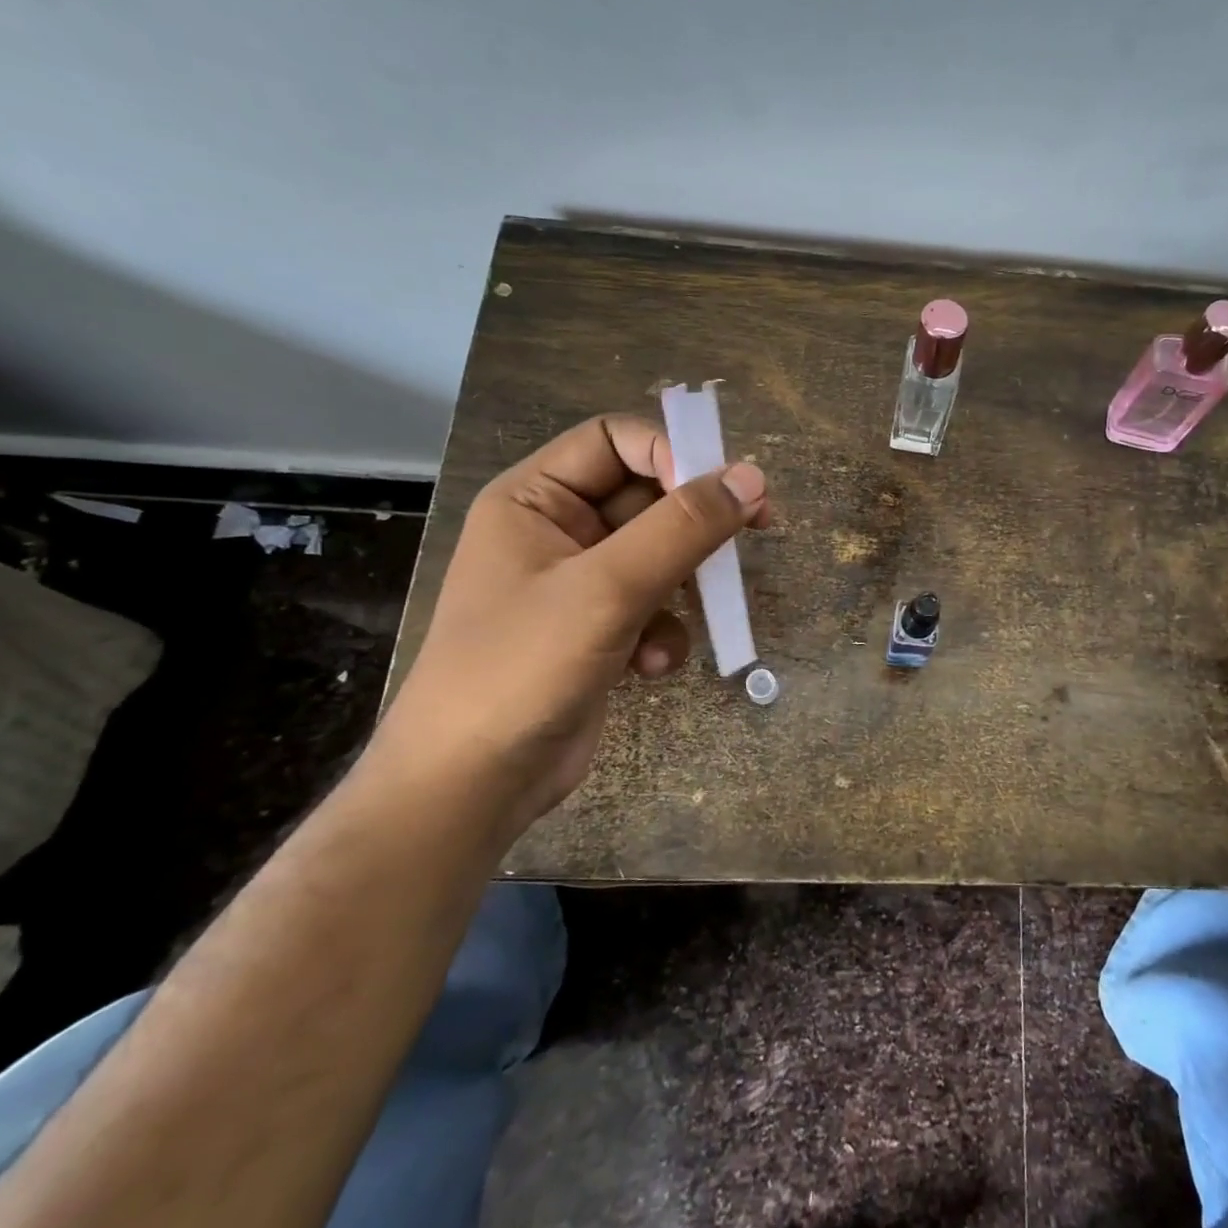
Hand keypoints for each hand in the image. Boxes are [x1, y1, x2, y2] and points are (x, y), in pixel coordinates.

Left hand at [378, 415, 767, 830]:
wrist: (472, 785)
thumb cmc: (522, 667)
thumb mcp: (608, 588)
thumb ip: (683, 528)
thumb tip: (753, 477)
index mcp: (535, 500)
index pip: (616, 441)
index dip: (672, 454)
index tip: (725, 490)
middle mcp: (557, 532)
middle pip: (647, 498)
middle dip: (694, 525)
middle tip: (755, 532)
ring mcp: (580, 585)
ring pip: (662, 556)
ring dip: (686, 585)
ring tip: (695, 615)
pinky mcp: (600, 630)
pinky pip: (656, 606)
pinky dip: (667, 631)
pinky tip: (653, 666)